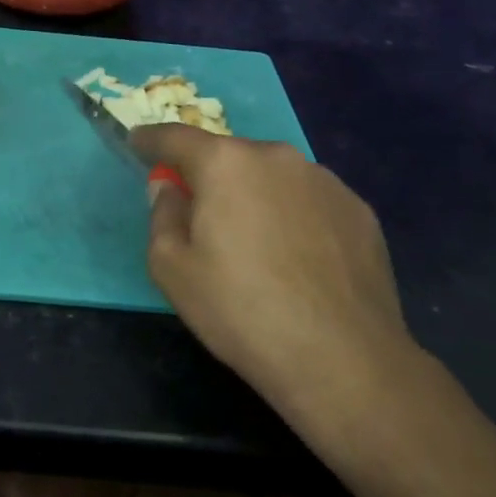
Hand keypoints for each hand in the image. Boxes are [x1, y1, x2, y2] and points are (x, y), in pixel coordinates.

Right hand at [130, 124, 423, 436]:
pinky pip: (308, 201)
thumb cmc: (240, 310)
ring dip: (254, 195)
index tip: (137, 143)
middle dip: (208, 176)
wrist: (342, 358)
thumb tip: (170, 189)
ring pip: (272, 177)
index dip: (151, 140)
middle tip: (200, 215)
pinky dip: (292, 216)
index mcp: (225, 164)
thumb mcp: (171, 268)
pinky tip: (296, 260)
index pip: (176, 138)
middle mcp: (277, 157)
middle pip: (229, 156)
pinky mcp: (359, 211)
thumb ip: (162, 215)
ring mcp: (325, 181)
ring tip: (254, 245)